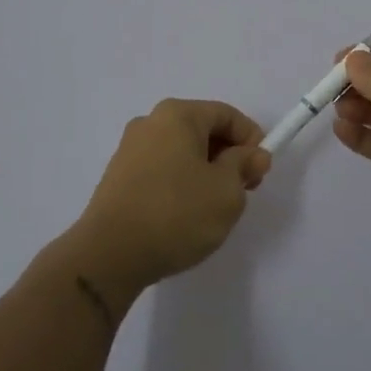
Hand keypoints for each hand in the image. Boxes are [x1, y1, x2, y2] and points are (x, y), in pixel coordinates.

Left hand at [70, 98, 271, 291]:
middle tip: (242, 190)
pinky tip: (185, 215)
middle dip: (228, 156)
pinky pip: (161, 169)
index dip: (251, 139)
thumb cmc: (176, 214)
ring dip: (205, 172)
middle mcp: (150, 122)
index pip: (226, 115)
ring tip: (214, 208)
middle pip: (202, 130)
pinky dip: (180, 183)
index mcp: (177, 115)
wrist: (109, 254)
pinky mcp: (118, 177)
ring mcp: (129, 150)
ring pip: (182, 152)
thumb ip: (244, 166)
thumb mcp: (227, 192)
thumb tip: (253, 155)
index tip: (260, 171)